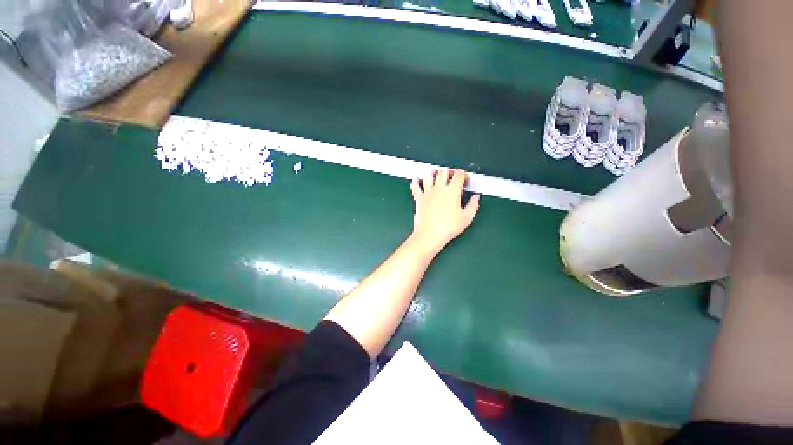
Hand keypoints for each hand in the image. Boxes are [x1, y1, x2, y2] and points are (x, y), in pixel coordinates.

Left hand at [409, 168, 480, 254]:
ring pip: (429, 175)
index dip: (464, 175)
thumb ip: (473, 205)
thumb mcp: (466, 218)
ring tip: (436, 176)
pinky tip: (418, 180)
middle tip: (452, 178)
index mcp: (452, 191)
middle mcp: (439, 188)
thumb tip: (476, 197)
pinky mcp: (418, 198)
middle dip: (450, 172)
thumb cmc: (448, 228)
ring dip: (433, 173)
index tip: (465, 182)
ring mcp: (427, 192)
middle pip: (444, 171)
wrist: (430, 235)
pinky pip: (415, 186)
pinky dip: (416, 181)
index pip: (459, 174)